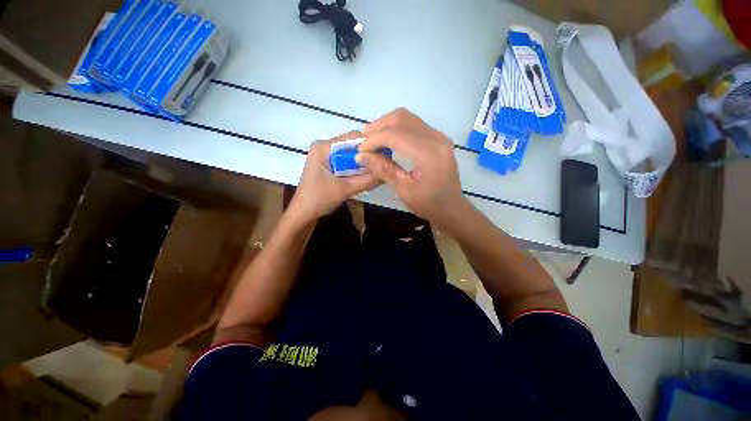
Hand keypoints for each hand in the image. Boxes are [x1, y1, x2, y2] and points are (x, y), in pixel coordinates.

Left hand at [288, 132, 379, 222]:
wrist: (303, 214)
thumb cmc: (319, 199)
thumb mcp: (345, 189)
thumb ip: (367, 180)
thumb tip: (386, 172)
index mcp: (324, 147)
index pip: (352, 138)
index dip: (370, 144)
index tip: (386, 154)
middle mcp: (324, 147)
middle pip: (351, 145)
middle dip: (367, 154)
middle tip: (383, 163)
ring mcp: (325, 156)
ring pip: (350, 154)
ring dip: (363, 162)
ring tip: (377, 169)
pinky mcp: (328, 165)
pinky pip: (346, 162)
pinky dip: (356, 167)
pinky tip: (365, 174)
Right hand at [356, 108, 469, 228]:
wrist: (452, 208)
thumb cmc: (429, 204)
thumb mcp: (404, 191)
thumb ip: (383, 170)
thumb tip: (361, 156)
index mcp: (428, 153)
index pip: (395, 135)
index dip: (374, 139)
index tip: (360, 150)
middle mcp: (436, 138)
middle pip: (401, 118)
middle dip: (378, 126)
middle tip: (363, 139)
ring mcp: (439, 136)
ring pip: (407, 118)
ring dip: (387, 124)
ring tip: (372, 137)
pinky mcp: (438, 138)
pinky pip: (414, 124)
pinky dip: (397, 128)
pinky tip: (388, 139)